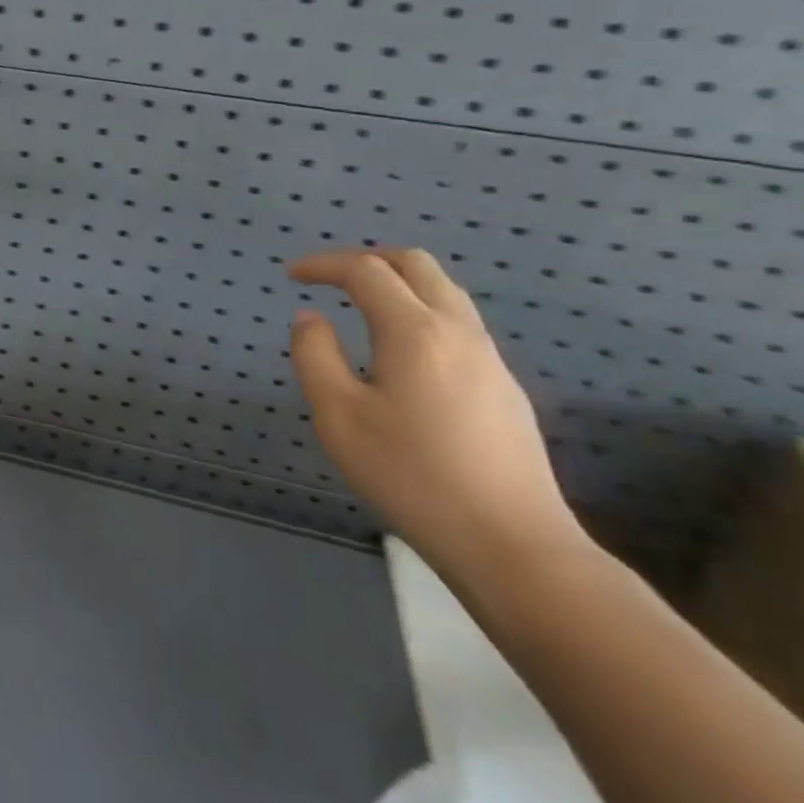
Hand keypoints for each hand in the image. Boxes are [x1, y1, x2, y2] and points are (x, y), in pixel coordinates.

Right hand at [287, 248, 586, 581]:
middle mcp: (458, 331)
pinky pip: (458, 323)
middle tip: (329, 278)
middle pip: (416, 265)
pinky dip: (419, 311)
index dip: (324, 264)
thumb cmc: (410, 475)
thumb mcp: (337, 416)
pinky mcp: (503, 386)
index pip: (366, 271)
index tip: (292, 275)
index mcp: (414, 332)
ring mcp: (489, 358)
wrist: (511, 542)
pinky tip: (400, 351)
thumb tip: (310, 318)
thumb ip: (314, 356)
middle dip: (367, 260)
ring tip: (360, 305)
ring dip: (398, 283)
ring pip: (444, 291)